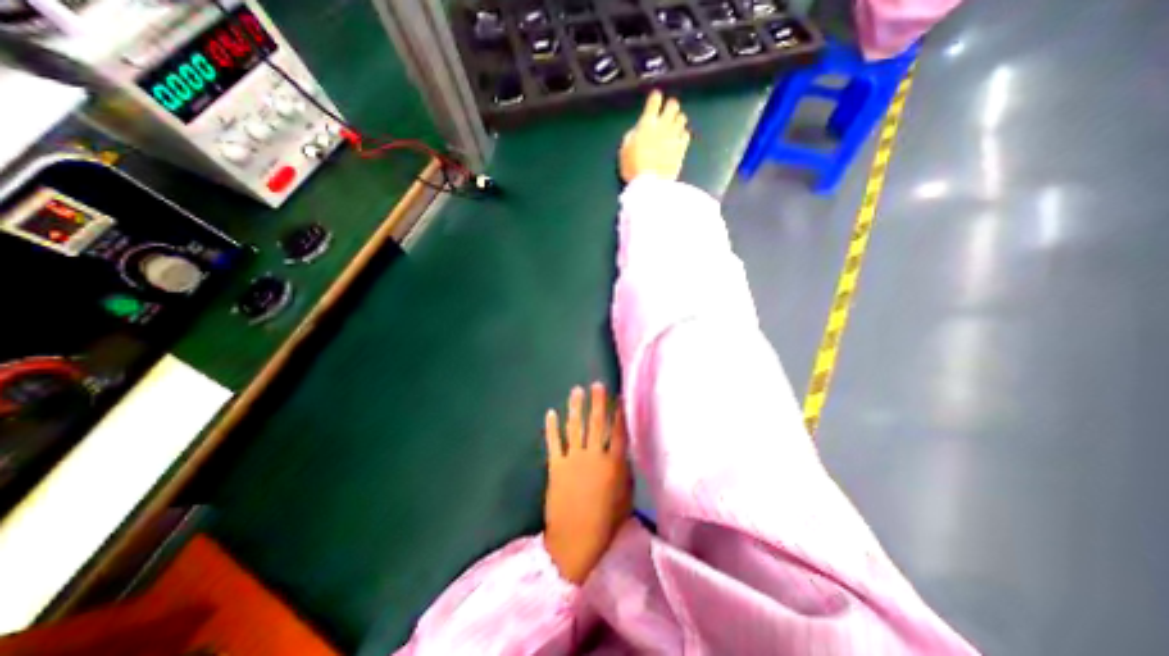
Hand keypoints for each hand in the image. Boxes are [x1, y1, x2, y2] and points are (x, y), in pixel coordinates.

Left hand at [541, 380, 629, 583]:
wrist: (575, 541)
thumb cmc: (605, 524)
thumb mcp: (625, 499)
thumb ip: (625, 474)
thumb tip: (623, 456)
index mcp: (613, 464)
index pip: (618, 432)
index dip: (619, 413)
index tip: (619, 397)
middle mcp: (594, 456)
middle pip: (596, 423)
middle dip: (597, 402)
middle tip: (597, 385)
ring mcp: (573, 459)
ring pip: (575, 427)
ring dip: (576, 407)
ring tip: (577, 390)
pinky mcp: (556, 466)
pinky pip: (554, 442)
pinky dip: (551, 427)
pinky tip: (551, 412)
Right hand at [621, 87, 692, 181]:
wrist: (649, 184)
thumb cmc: (633, 167)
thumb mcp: (624, 149)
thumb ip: (632, 135)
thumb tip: (638, 130)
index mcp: (647, 123)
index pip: (654, 100)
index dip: (655, 98)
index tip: (655, 99)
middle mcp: (663, 126)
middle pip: (673, 105)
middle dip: (670, 106)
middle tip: (666, 113)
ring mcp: (674, 137)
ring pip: (682, 118)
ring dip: (677, 120)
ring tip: (672, 127)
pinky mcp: (682, 149)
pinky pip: (686, 135)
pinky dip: (682, 135)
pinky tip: (678, 140)